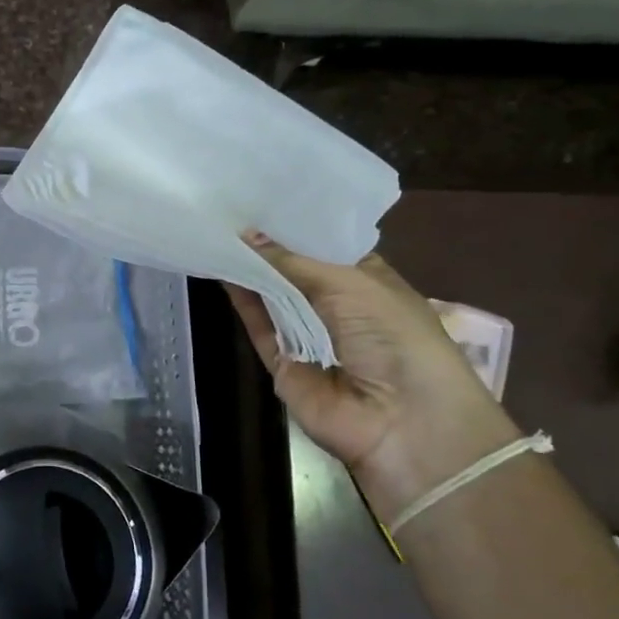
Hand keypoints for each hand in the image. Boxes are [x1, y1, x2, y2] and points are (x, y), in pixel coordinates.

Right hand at [226, 234, 515, 503]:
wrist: (403, 424)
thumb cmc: (395, 337)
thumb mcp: (352, 285)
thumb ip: (294, 260)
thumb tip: (246, 233)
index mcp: (367, 281)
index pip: (324, 245)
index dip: (294, 223)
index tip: (259, 195)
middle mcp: (336, 305)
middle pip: (293, 268)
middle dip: (267, 242)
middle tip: (227, 207)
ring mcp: (307, 334)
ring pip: (271, 294)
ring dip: (248, 266)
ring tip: (214, 229)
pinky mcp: (281, 361)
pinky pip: (258, 324)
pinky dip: (241, 299)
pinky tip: (220, 266)